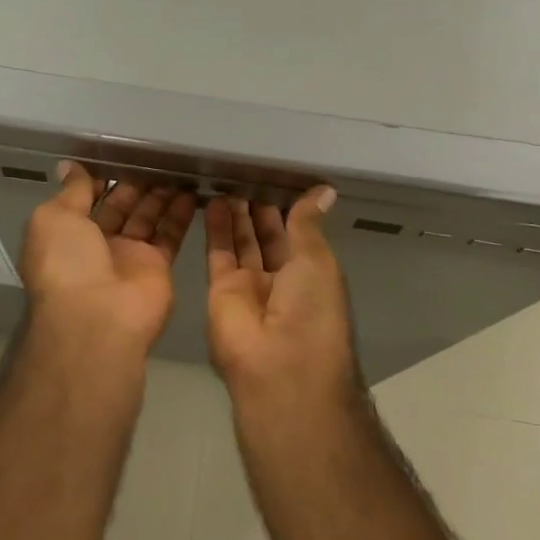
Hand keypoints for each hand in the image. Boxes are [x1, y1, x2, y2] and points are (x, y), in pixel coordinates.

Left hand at [20, 162, 196, 362]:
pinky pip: (170, 234)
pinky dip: (181, 213)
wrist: (97, 318)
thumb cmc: (67, 263)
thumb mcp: (54, 218)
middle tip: (156, 156)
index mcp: (67, 233)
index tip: (121, 154)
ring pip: (147, 217)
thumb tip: (69, 166)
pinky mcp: (157, 266)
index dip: (101, 178)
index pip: (86, 199)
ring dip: (160, 193)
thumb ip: (71, 191)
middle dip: (135, 182)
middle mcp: (97, 244)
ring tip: (178, 166)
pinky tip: (193, 189)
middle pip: (120, 206)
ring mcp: (129, 256)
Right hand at [204, 188, 354, 403]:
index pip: (298, 235)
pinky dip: (217, 228)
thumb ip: (308, 223)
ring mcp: (250, 286)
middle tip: (248, 173)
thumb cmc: (311, 310)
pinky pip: (219, 253)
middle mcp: (282, 281)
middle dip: (260, 208)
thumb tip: (324, 189)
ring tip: (229, 179)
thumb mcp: (317, 260)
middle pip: (268, 237)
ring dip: (238, 214)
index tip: (278, 177)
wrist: (278, 366)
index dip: (289, 208)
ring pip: (242, 242)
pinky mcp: (220, 290)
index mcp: (312, 275)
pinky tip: (214, 200)